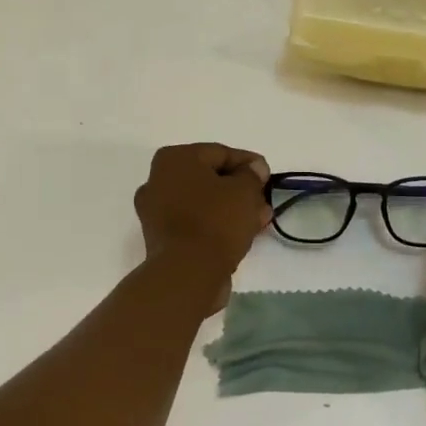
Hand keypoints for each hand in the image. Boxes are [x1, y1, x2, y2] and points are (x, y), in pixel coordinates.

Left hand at [134, 143, 270, 307]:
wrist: (187, 272)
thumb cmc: (215, 221)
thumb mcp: (244, 191)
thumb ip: (252, 175)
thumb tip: (254, 168)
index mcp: (174, 159)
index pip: (220, 153)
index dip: (249, 163)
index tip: (269, 176)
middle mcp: (158, 180)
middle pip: (210, 179)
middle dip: (240, 189)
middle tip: (264, 200)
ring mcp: (156, 211)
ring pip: (204, 203)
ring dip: (232, 209)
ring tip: (259, 219)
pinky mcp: (162, 238)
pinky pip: (196, 223)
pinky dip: (217, 225)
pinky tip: (241, 233)